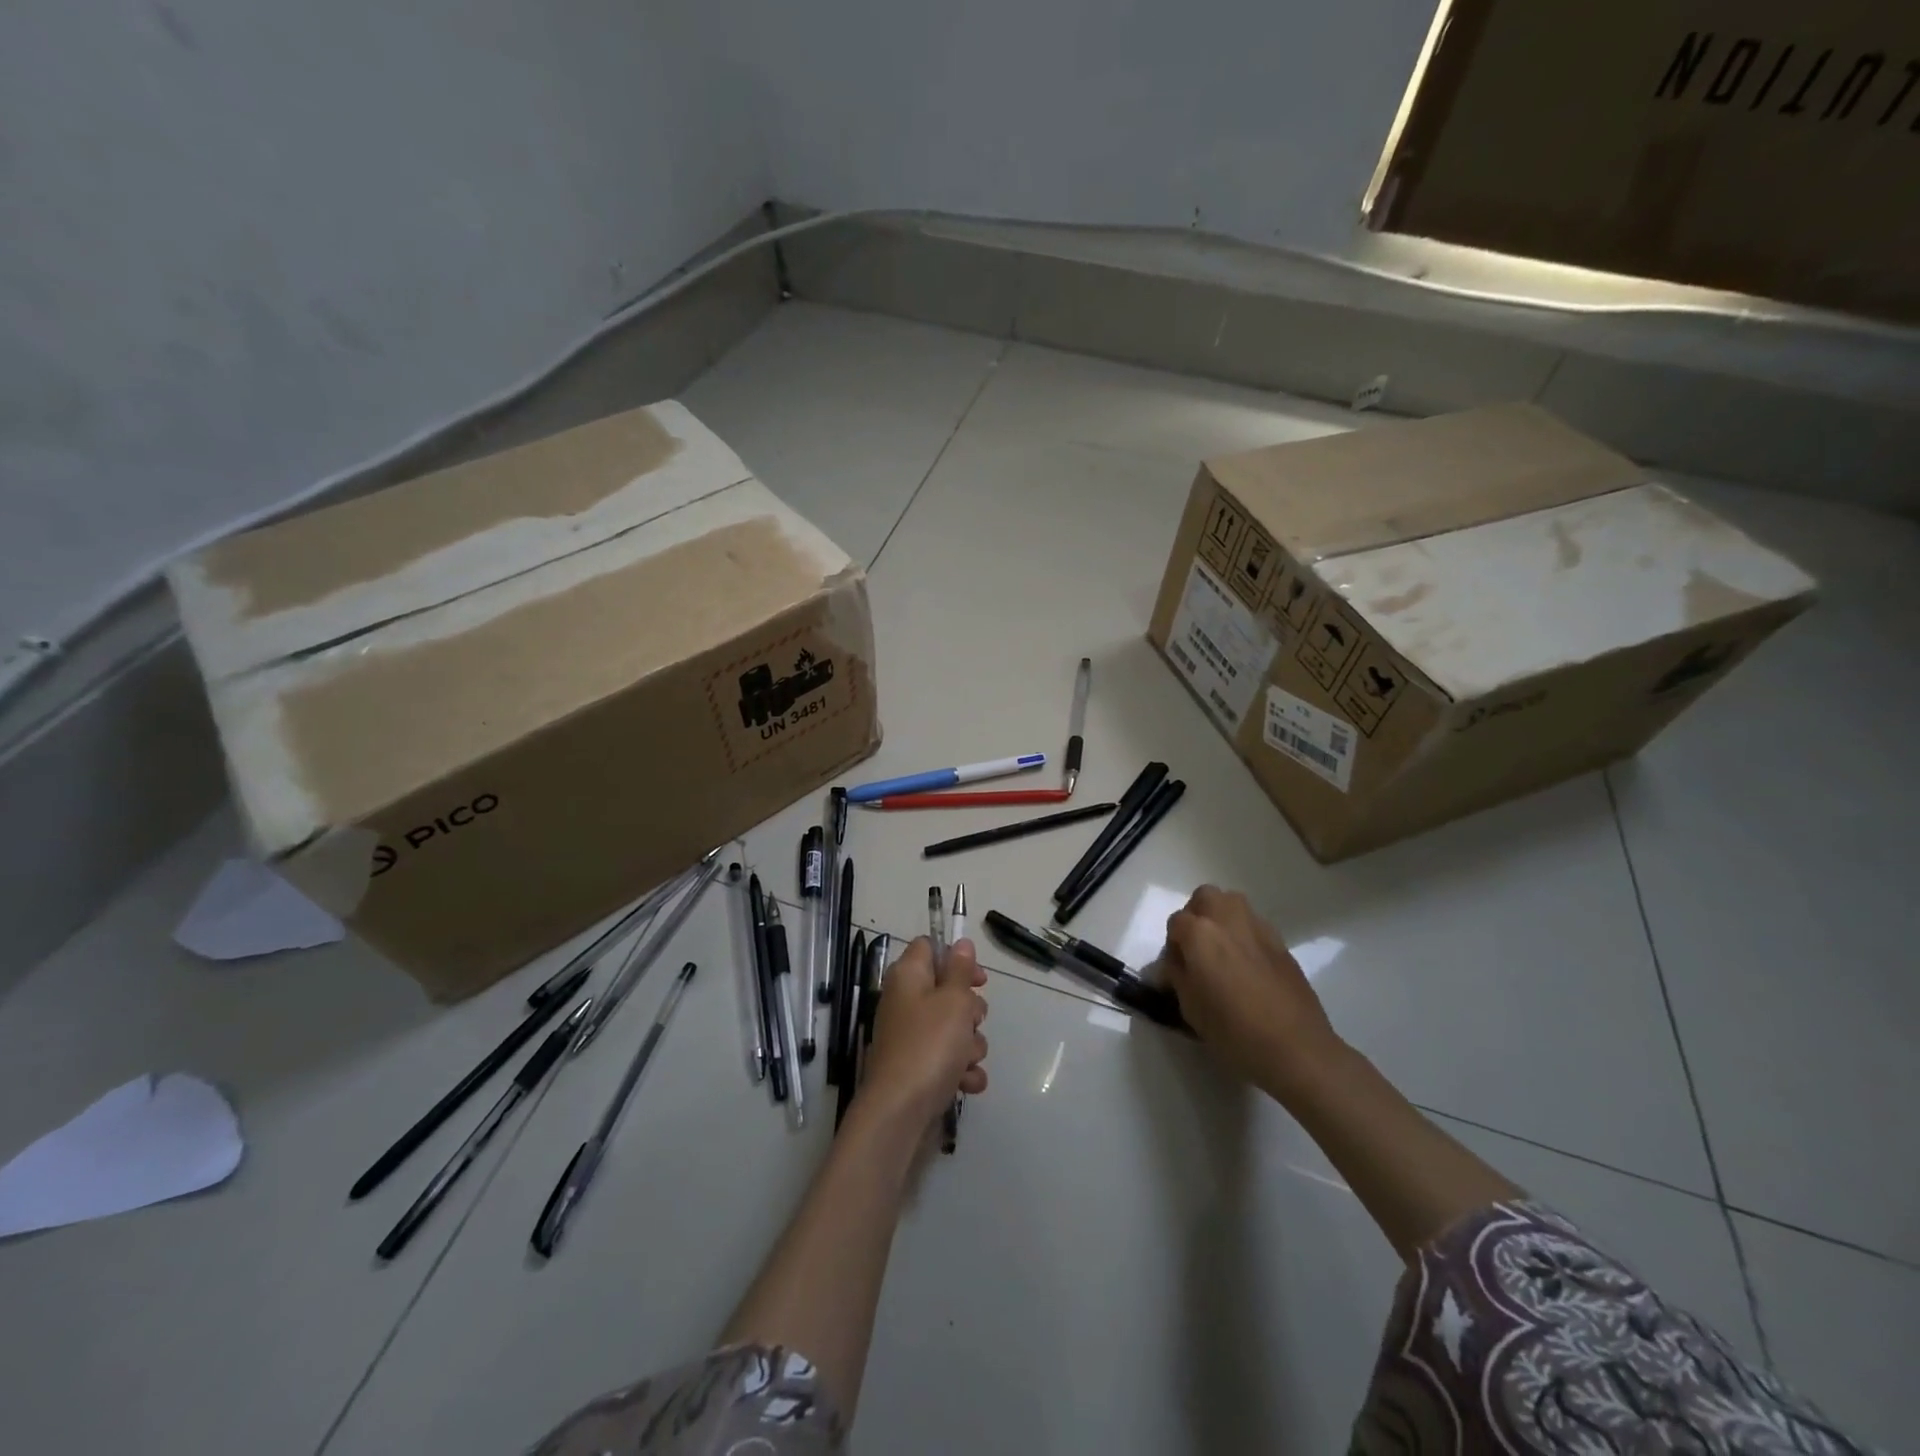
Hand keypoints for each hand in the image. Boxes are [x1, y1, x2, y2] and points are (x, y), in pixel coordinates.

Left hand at [860, 937, 988, 1132]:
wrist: (901, 1110)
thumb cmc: (930, 1044)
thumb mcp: (953, 999)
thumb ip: (961, 970)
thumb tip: (961, 943)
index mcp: (909, 976)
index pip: (930, 947)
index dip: (956, 957)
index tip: (978, 978)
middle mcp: (907, 1002)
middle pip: (948, 991)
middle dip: (970, 1010)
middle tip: (971, 1021)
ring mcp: (912, 1037)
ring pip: (954, 1028)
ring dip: (970, 1045)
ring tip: (965, 1059)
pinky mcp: (919, 1067)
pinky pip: (950, 1060)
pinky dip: (961, 1070)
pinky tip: (966, 1082)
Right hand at [1161, 886, 1342, 1099]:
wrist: (1296, 1048)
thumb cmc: (1234, 1031)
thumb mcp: (1190, 1008)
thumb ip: (1178, 976)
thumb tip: (1175, 964)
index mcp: (1200, 934)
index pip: (1175, 923)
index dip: (1172, 946)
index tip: (1177, 969)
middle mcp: (1228, 920)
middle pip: (1205, 897)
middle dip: (1196, 915)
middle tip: (1197, 948)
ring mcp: (1258, 928)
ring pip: (1233, 903)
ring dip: (1222, 918)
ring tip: (1222, 951)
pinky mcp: (1281, 943)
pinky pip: (1255, 925)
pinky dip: (1245, 934)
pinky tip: (1248, 966)